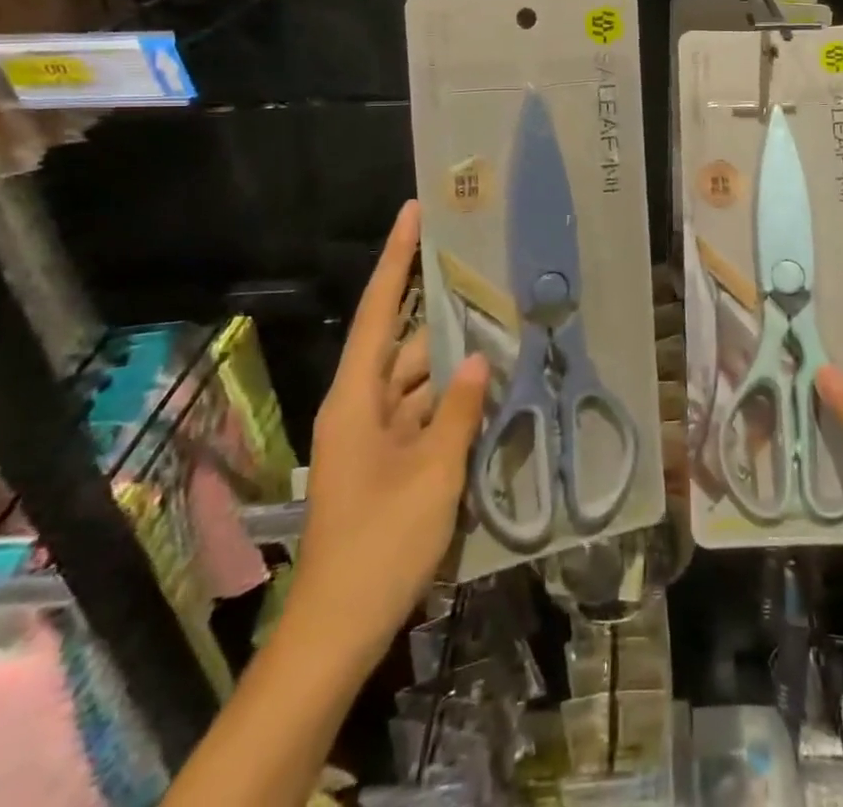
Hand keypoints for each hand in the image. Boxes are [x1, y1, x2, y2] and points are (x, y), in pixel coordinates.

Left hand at [293, 200, 489, 647]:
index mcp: (356, 399)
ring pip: (419, 381)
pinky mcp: (390, 462)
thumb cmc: (380, 543)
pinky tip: (491, 390)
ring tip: (503, 330)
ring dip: (454, 364)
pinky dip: (453, 403)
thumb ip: (459, 410)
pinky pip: (425, 415)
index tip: (414, 213)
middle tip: (486, 278)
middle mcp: (361, 407)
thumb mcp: (433, 473)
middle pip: (403, 344)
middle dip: (442, 315)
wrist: (339, 630)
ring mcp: (375, 436)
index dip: (396, 259)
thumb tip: (478, 358)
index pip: (376, 311)